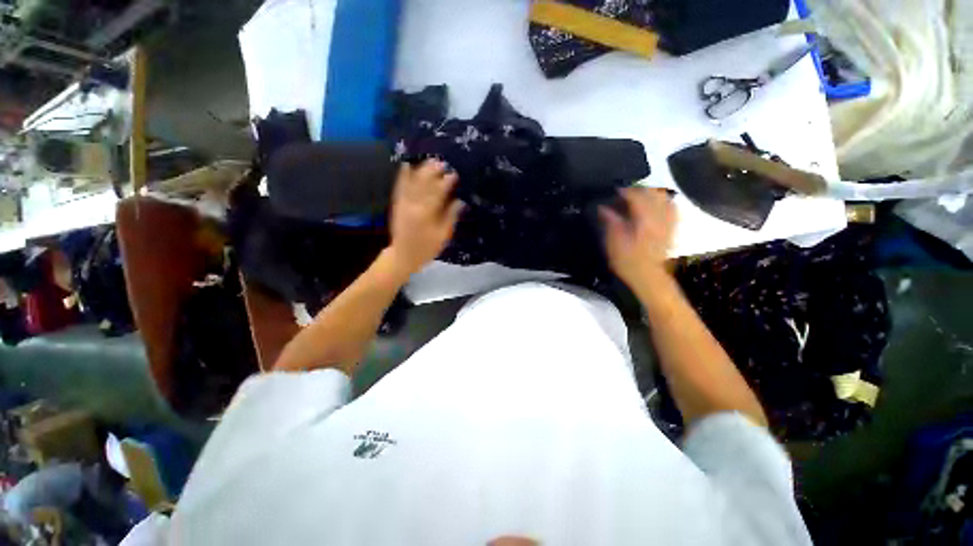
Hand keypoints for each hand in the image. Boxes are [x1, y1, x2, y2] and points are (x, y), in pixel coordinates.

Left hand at [387, 160, 463, 275]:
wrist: (403, 255)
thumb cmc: (427, 248)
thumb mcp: (443, 236)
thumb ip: (450, 217)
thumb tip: (459, 201)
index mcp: (427, 214)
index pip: (438, 193)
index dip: (446, 182)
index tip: (454, 174)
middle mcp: (414, 205)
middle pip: (424, 184)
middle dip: (434, 171)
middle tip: (443, 163)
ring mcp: (404, 204)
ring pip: (412, 183)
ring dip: (421, 170)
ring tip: (429, 160)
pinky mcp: (397, 204)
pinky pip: (400, 188)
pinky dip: (403, 176)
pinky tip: (406, 165)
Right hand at [600, 187, 676, 286]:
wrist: (648, 277)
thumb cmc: (628, 262)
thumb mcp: (614, 243)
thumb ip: (611, 222)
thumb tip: (604, 208)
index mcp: (644, 220)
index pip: (637, 196)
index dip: (625, 191)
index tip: (614, 191)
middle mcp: (659, 218)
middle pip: (653, 193)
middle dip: (639, 189)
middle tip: (625, 193)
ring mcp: (668, 222)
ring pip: (665, 198)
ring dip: (651, 193)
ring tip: (639, 197)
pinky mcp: (672, 228)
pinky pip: (672, 208)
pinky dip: (663, 202)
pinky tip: (656, 205)